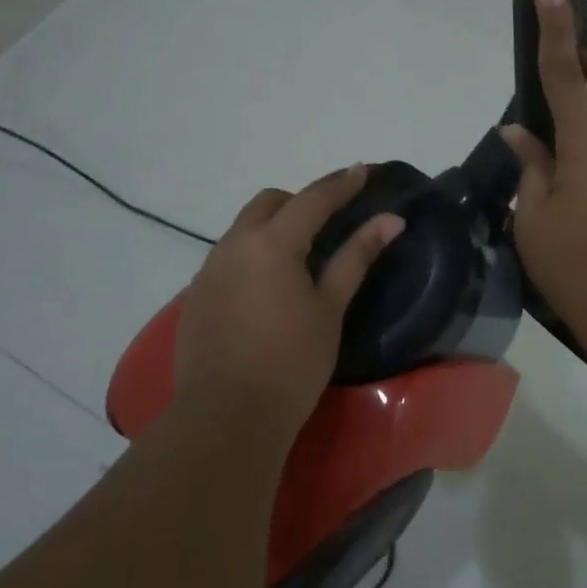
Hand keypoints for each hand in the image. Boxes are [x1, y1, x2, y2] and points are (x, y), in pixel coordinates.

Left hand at [173, 165, 404, 438]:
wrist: (226, 416)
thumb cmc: (291, 362)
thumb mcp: (330, 307)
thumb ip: (356, 256)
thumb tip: (390, 220)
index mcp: (271, 243)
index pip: (313, 198)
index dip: (341, 183)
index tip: (362, 171)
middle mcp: (234, 244)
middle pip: (269, 203)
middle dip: (301, 201)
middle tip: (330, 221)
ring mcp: (209, 269)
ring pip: (244, 228)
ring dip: (273, 227)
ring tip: (300, 256)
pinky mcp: (196, 295)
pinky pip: (228, 256)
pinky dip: (253, 254)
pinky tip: (267, 288)